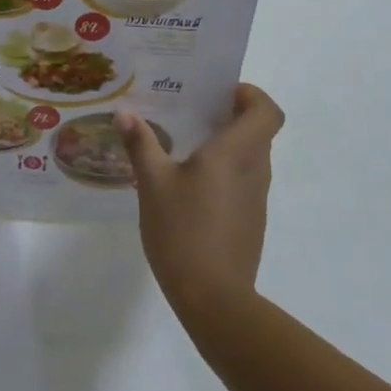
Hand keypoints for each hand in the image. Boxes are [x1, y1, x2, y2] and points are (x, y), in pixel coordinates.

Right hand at [117, 85, 284, 319]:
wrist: (213, 298)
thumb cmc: (183, 230)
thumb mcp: (152, 183)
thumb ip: (141, 144)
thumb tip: (124, 114)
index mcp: (235, 153)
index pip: (267, 111)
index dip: (250, 94)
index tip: (219, 92)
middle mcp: (254, 170)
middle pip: (259, 130)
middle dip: (231, 115)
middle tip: (192, 110)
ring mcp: (256, 198)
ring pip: (252, 156)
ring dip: (228, 143)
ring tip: (185, 143)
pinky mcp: (250, 220)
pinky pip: (244, 181)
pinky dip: (226, 171)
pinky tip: (190, 184)